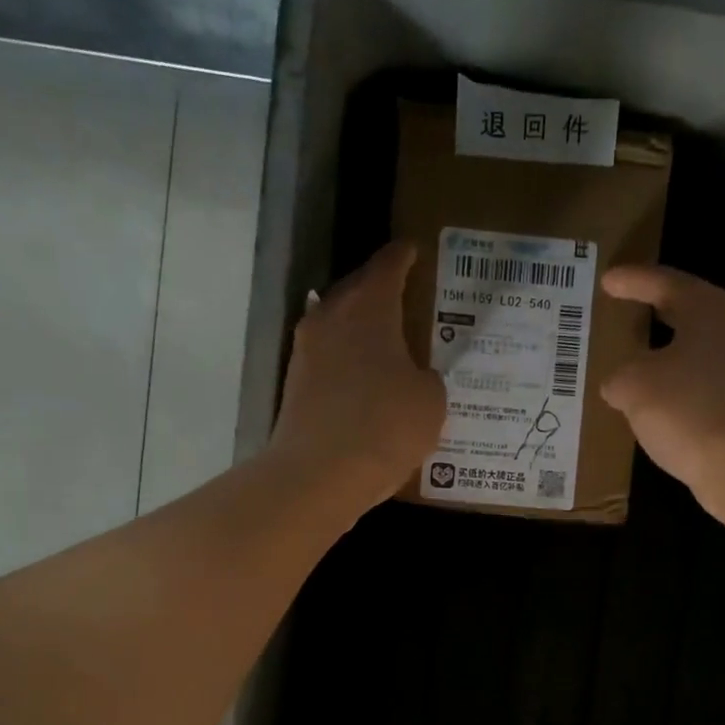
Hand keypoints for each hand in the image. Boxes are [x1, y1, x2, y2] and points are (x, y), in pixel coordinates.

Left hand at [271, 241, 445, 505]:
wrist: (320, 474)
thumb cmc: (386, 425)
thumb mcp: (430, 401)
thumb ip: (426, 378)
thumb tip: (413, 378)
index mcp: (368, 307)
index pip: (388, 266)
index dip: (404, 257)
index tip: (413, 250)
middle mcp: (330, 318)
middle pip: (355, 292)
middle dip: (378, 291)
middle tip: (404, 297)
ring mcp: (306, 353)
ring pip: (337, 328)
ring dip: (359, 331)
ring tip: (385, 343)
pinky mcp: (295, 388)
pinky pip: (328, 363)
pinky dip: (346, 366)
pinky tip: (363, 384)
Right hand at [599, 265, 724, 526]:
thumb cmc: (689, 409)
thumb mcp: (634, 386)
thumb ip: (619, 377)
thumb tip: (618, 384)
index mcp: (710, 310)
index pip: (665, 283)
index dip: (632, 281)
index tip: (608, 280)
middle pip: (689, 313)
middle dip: (657, 313)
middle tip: (628, 310)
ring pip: (697, 353)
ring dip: (668, 356)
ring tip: (637, 363)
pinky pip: (702, 389)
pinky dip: (678, 391)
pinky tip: (658, 407)